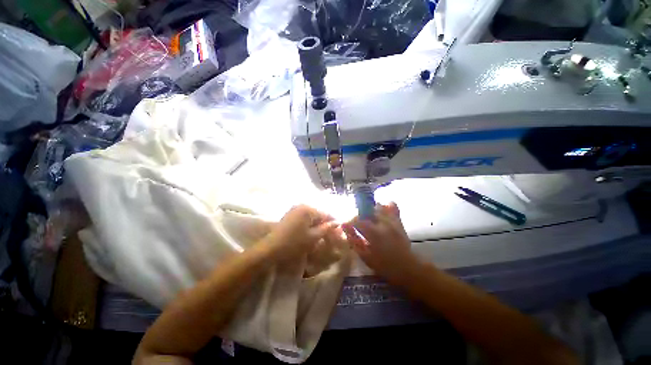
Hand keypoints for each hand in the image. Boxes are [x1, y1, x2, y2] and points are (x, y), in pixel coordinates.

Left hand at [264, 205, 336, 261]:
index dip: (333, 222)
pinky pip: (304, 217)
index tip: (339, 231)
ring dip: (317, 224)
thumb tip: (337, 222)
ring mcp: (294, 209)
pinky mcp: (290, 214)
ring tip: (320, 235)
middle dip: (325, 223)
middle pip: (318, 214)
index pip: (326, 214)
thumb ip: (326, 228)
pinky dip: (309, 224)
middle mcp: (302, 205)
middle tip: (329, 235)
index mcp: (308, 209)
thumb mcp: (313, 237)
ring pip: (311, 216)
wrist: (271, 248)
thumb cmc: (294, 243)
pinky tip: (310, 232)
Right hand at [342, 203, 417, 283]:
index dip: (351, 222)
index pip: (357, 220)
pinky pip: (394, 209)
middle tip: (359, 224)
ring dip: (372, 210)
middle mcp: (382, 223)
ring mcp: (392, 221)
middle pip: (367, 211)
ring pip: (379, 207)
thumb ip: (354, 240)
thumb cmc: (383, 265)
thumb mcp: (365, 256)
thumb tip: (344, 226)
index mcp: (372, 232)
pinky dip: (388, 206)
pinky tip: (385, 207)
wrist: (407, 268)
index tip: (349, 226)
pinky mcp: (399, 222)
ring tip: (370, 218)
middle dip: (361, 215)